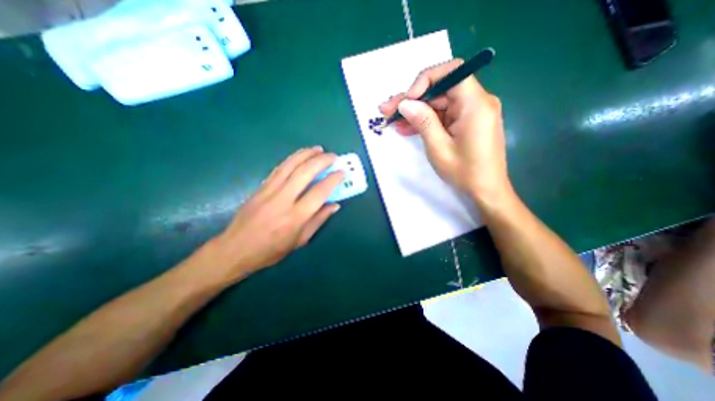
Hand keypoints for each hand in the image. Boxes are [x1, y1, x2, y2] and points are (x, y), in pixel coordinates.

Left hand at [203, 145, 343, 282]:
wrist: (235, 249)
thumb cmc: (271, 250)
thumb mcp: (300, 241)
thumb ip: (318, 220)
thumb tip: (334, 205)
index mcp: (295, 218)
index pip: (319, 193)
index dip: (332, 180)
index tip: (341, 172)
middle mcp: (282, 200)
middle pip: (304, 173)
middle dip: (321, 161)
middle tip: (333, 156)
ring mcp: (269, 191)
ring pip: (290, 166)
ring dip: (306, 154)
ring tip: (318, 149)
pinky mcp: (260, 188)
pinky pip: (278, 169)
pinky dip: (291, 159)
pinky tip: (300, 156)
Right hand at [377, 57, 510, 202]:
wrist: (485, 190)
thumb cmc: (465, 172)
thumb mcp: (438, 148)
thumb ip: (423, 121)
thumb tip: (404, 103)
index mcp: (475, 104)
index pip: (451, 72)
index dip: (425, 81)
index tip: (406, 100)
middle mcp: (477, 101)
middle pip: (441, 89)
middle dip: (413, 99)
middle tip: (388, 110)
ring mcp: (472, 112)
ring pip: (439, 103)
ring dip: (416, 111)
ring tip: (393, 121)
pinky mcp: (466, 122)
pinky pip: (444, 115)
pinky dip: (426, 120)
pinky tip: (408, 128)